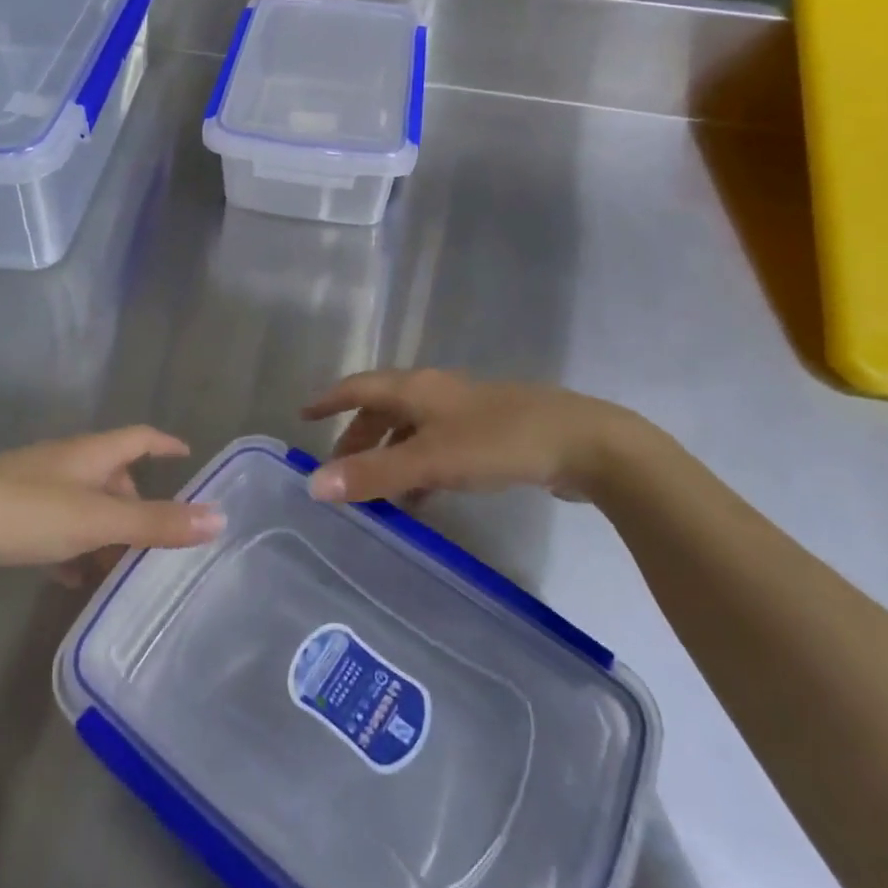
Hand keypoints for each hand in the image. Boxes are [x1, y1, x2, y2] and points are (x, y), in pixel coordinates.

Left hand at [0, 427, 223, 573]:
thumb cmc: (25, 511)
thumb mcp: (96, 519)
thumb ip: (155, 522)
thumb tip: (219, 517)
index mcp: (89, 454)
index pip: (138, 438)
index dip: (164, 444)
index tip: (187, 454)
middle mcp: (64, 463)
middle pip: (111, 475)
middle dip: (135, 502)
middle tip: (153, 538)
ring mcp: (32, 487)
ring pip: (82, 504)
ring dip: (103, 531)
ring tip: (116, 568)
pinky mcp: (6, 513)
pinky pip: (53, 526)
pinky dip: (70, 547)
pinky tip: (69, 577)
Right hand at [300, 369, 645, 505]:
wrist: (583, 443)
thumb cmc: (499, 442)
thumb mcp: (430, 460)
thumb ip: (374, 474)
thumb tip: (314, 484)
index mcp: (417, 389)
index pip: (359, 387)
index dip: (330, 401)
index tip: (303, 415)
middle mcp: (437, 393)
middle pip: (384, 409)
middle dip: (358, 437)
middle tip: (338, 468)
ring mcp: (466, 413)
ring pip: (412, 431)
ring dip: (388, 457)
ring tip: (374, 493)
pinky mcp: (490, 435)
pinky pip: (438, 449)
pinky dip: (419, 469)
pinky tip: (421, 500)